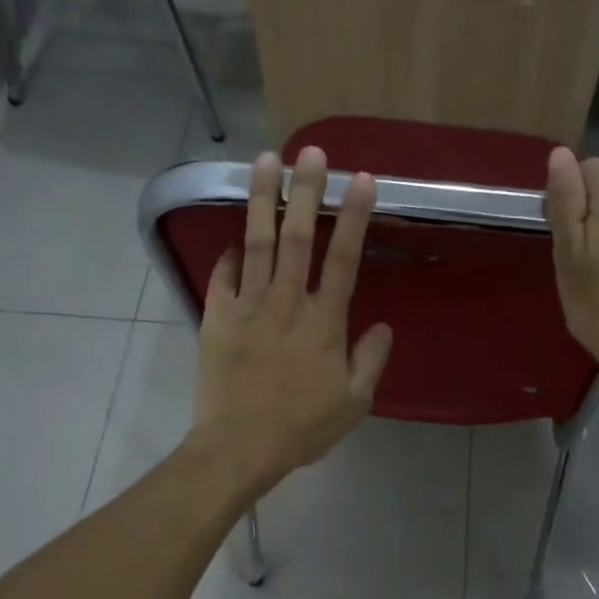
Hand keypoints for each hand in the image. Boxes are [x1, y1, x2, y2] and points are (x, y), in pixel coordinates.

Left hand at [190, 147, 393, 498]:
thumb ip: (371, 360)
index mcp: (323, 322)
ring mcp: (247, 307)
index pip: (343, 258)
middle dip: (306, 190)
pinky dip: (227, 256)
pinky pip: (222, 278)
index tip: (361, 179)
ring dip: (262, 200)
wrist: (239, 447)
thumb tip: (383, 325)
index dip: (354, 216)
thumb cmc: (302, 428)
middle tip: (311, 151)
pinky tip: (232, 239)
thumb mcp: (354, 403)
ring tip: (265, 161)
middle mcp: (286, 303)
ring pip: (256, 243)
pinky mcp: (216, 318)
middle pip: (296, 237)